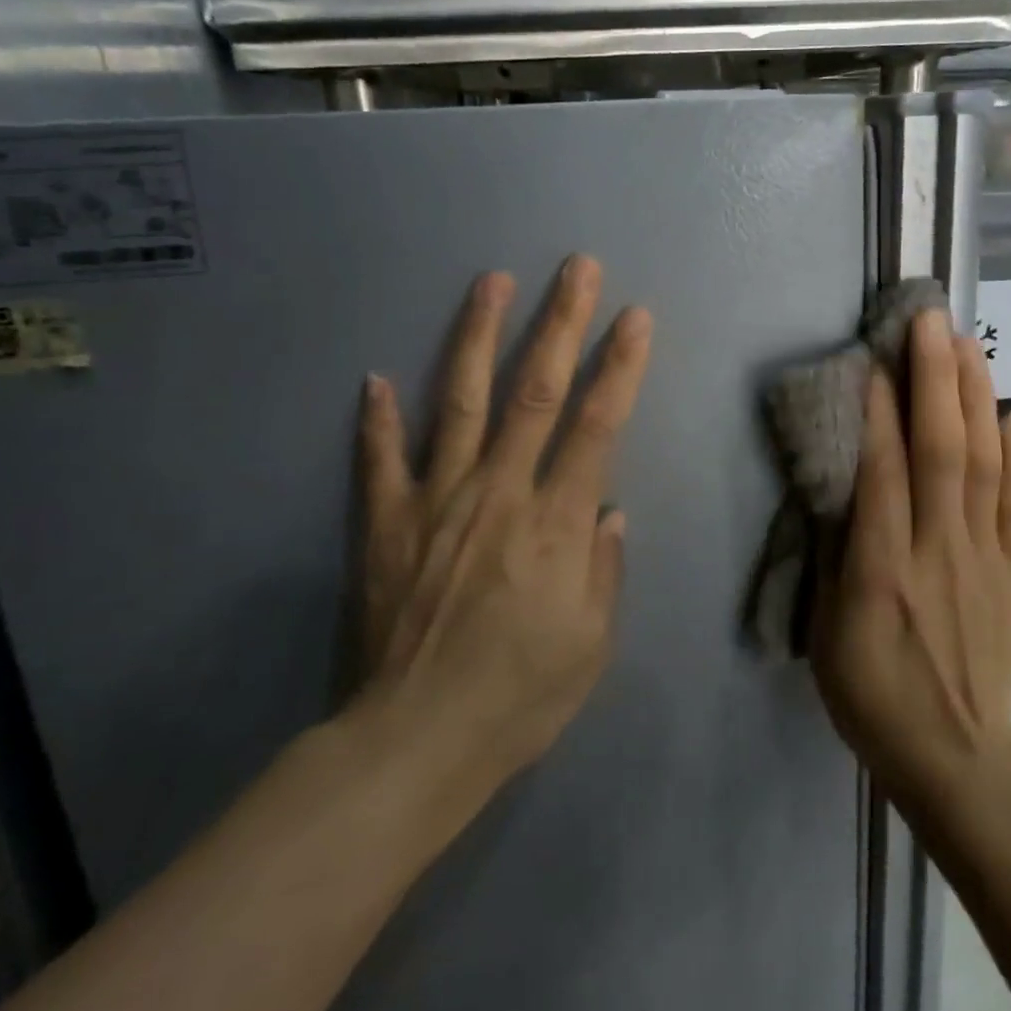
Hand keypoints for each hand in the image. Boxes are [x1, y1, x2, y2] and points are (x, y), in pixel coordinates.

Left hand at [347, 255, 652, 788]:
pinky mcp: (388, 522)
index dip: (620, 366)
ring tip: (492, 282)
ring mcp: (437, 500)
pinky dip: (378, 418)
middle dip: (561, 322)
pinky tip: (375, 377)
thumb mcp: (593, 644)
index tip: (635, 317)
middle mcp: (500, 493)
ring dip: (479, 336)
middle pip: (536, 391)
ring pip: (463, 402)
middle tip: (577, 267)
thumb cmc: (519, 697)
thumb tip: (610, 509)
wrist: (415, 743)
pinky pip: (382, 459)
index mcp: (557, 522)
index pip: (597, 424)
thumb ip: (605, 567)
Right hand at [811, 308, 1010, 811]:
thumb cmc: (872, 693)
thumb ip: (836, 554)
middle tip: (930, 320)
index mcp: (884, 571)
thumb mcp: (827, 631)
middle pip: (942, 451)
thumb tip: (843, 485)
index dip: (880, 411)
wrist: (956, 755)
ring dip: (977, 397)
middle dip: (935, 378)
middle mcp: (939, 551)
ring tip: (969, 342)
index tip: (876, 357)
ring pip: (986, 463)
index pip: (885, 473)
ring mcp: (986, 557)